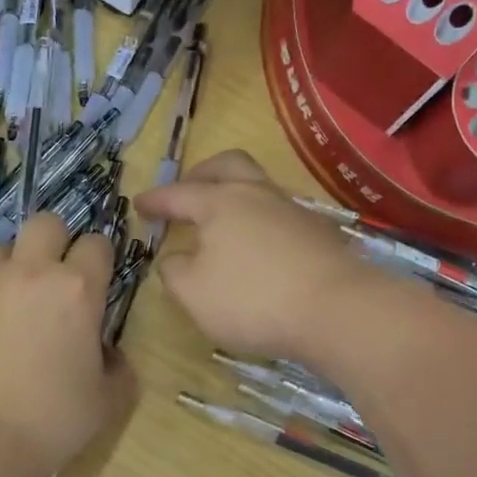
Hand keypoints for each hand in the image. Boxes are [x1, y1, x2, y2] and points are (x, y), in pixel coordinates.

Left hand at [0, 215, 137, 476]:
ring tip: (8, 305)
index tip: (95, 280)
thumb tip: (106, 351)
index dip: (99, 259)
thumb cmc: (51, 423)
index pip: (97, 243)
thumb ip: (117, 365)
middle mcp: (30, 272)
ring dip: (11, 269)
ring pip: (2, 249)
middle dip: (55, 242)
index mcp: (77, 289)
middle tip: (52, 279)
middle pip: (46, 223)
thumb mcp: (107, 400)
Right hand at [134, 151, 382, 362]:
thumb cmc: (252, 299)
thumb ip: (175, 271)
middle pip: (228, 166)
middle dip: (202, 174)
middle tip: (187, 191)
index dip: (156, 199)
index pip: (178, 194)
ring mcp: (292, 211)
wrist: (337, 311)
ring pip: (257, 188)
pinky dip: (258, 222)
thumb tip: (176, 258)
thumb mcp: (194, 293)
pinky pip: (278, 215)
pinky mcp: (318, 234)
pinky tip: (256, 248)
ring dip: (234, 197)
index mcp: (220, 202)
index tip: (139, 204)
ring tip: (221, 225)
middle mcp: (257, 195)